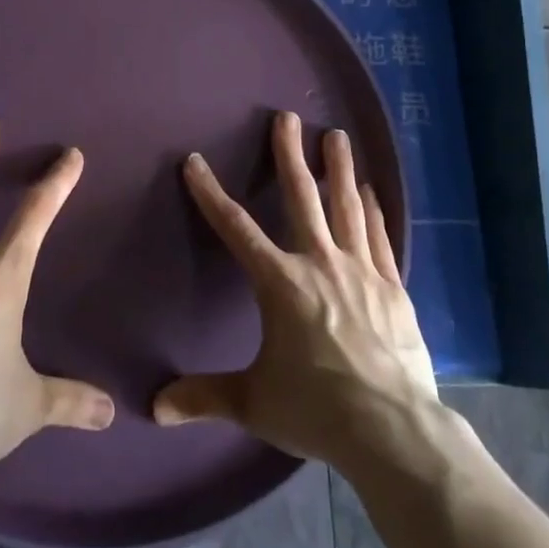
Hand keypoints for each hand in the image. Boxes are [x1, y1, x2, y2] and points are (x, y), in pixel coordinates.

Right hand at [152, 111, 437, 469]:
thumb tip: (154, 408)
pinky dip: (372, 211)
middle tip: (288, 117)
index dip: (211, 193)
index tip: (195, 162)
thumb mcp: (254, 402)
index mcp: (281, 283)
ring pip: (346, 207)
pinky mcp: (392, 287)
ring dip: (339, 168)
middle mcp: (320, 263)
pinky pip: (378, 237)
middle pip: (302, 197)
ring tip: (337, 135)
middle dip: (290, 155)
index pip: (236, 229)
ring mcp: (361, 271)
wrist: (393, 430)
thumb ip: (205, 397)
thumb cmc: (317, 409)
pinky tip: (370, 191)